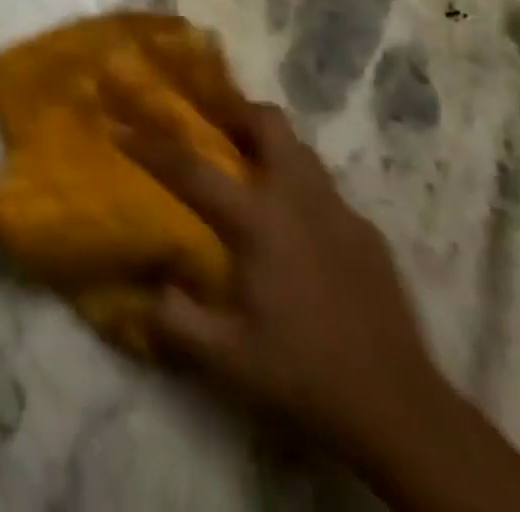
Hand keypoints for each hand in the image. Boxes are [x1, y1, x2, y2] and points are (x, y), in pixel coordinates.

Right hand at [113, 94, 439, 460]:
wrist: (398, 408)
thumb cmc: (304, 375)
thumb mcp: (228, 360)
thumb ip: (179, 320)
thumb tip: (151, 287)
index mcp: (259, 220)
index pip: (193, 170)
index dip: (151, 146)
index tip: (121, 124)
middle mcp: (299, 197)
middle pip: (267, 122)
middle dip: (235, 111)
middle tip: (212, 125)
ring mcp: (339, 209)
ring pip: (300, 148)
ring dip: (270, 144)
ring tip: (249, 168)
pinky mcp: (366, 230)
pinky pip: (325, 188)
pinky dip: (300, 187)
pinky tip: (297, 229)